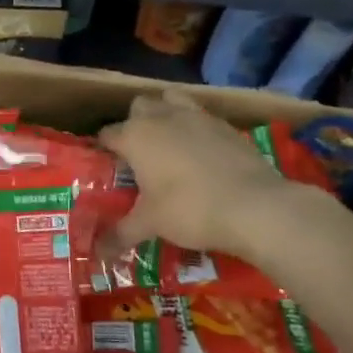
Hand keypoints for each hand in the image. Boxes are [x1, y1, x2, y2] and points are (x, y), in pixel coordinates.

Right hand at [98, 91, 352, 263]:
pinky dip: (194, 127)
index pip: (108, 134)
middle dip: (135, 123)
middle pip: (139, 106)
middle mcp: (162, 116)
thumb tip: (98, 253)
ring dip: (165, 113)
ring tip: (168, 142)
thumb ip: (121, 233)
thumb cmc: (190, 210)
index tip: (107, 165)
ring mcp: (195, 115)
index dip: (104, 148)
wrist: (255, 206)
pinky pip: (200, 115)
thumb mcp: (151, 224)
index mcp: (135, 136)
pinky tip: (201, 152)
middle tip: (139, 154)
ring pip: (171, 99)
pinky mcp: (224, 124)